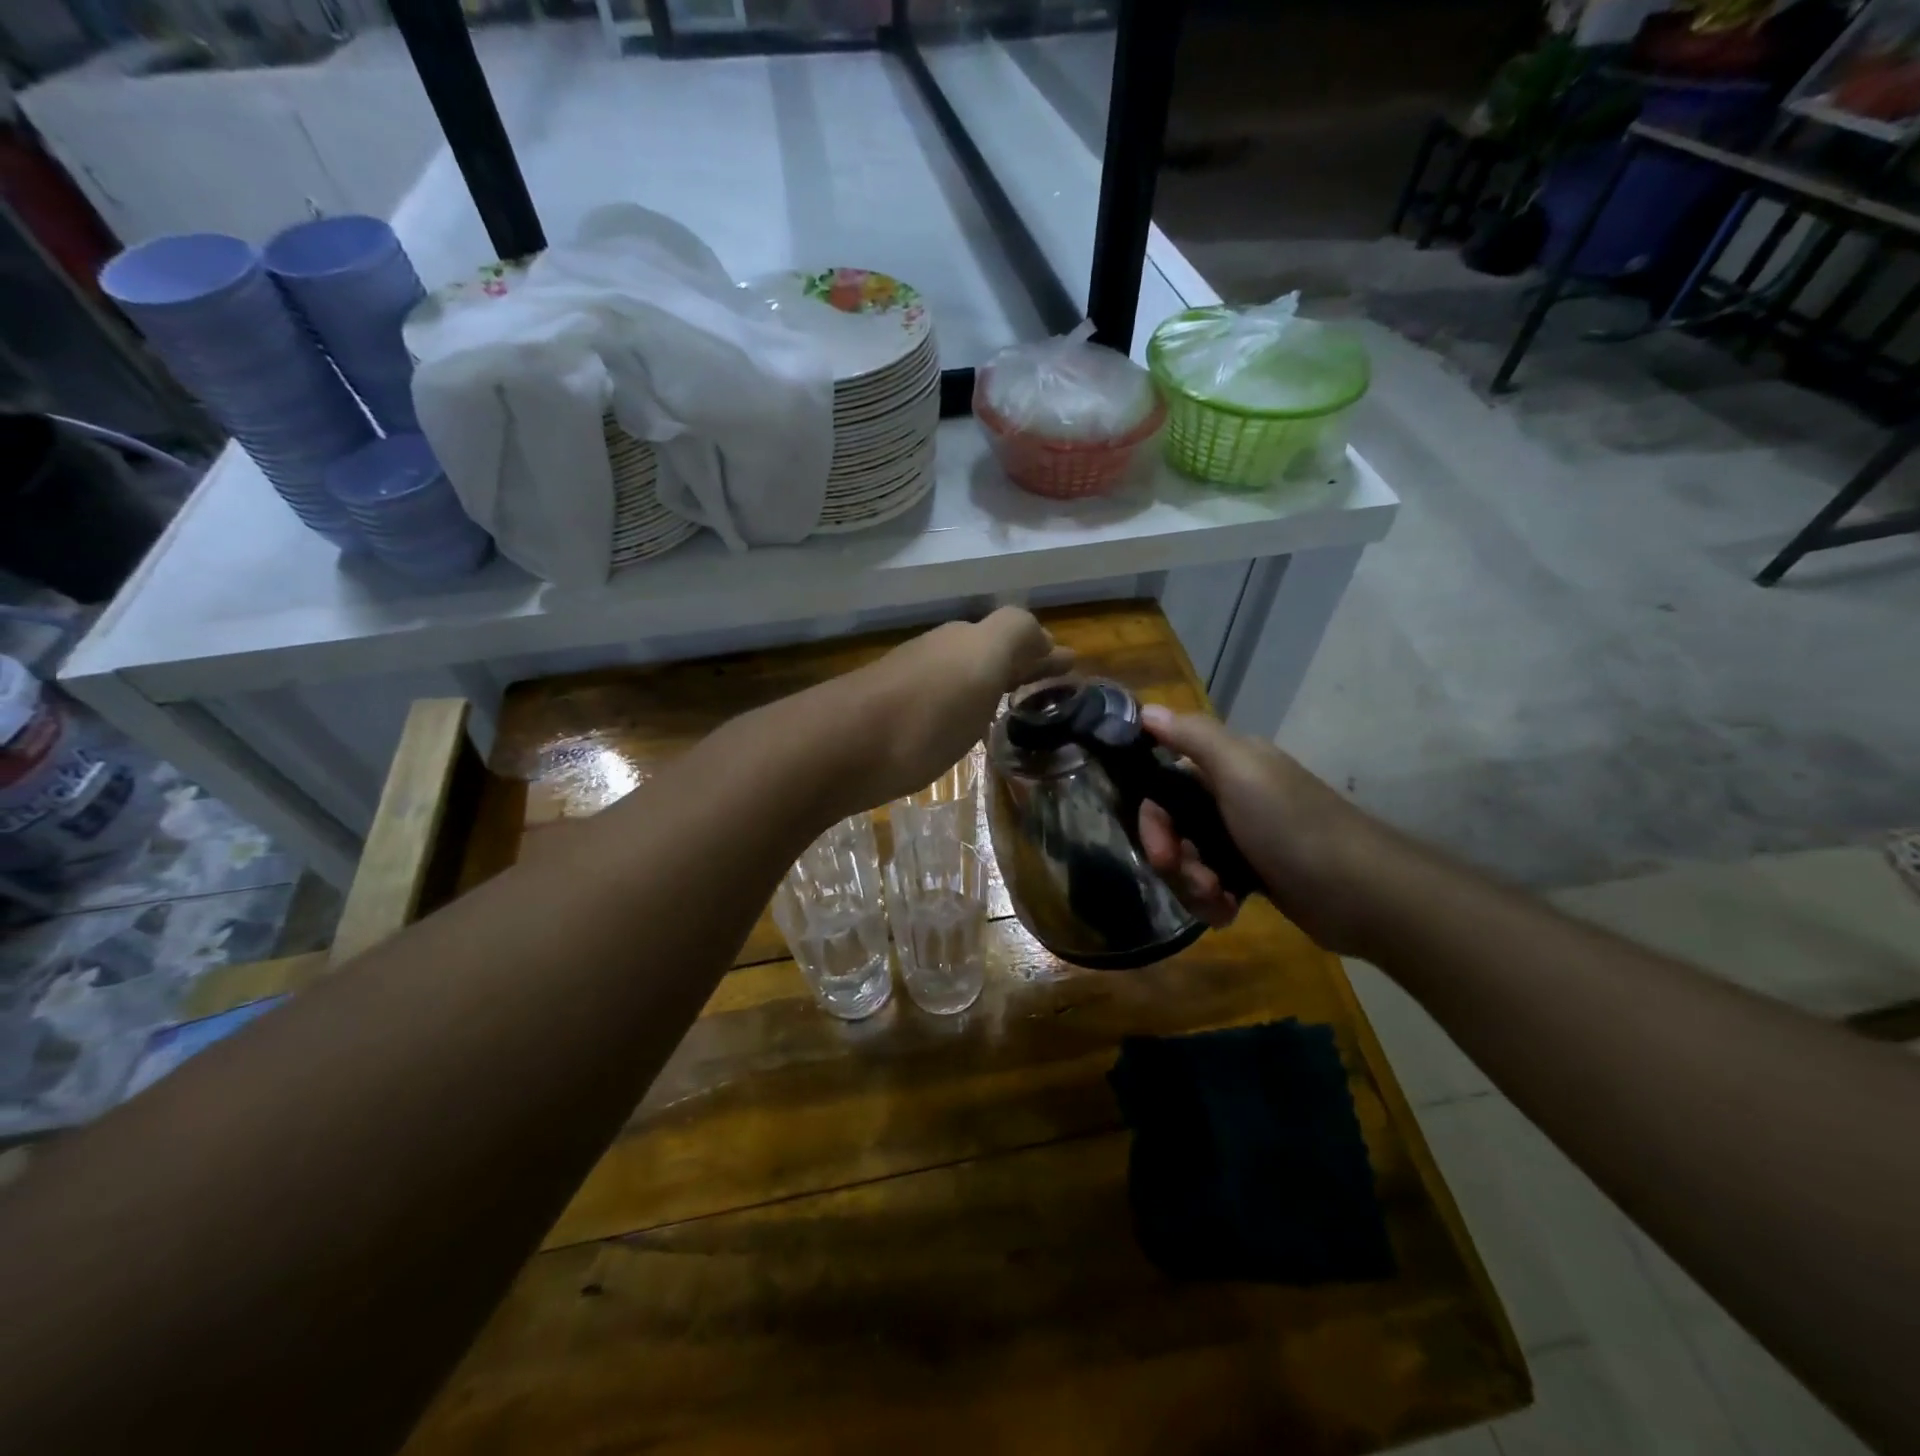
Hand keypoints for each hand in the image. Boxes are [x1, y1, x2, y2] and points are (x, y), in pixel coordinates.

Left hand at [847, 607, 1072, 806]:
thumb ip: (1015, 637)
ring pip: (963, 677)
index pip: (1016, 637)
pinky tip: (963, 730)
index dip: (1043, 653)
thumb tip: (1042, 638)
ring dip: (991, 686)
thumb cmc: (925, 711)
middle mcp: (938, 655)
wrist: (840, 748)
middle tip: (1047, 689)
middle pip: (988, 654)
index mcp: (966, 641)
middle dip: (1020, 665)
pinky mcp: (890, 719)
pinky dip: (964, 709)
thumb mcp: (982, 662)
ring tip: (1012, 709)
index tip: (1069, 669)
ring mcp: (910, 685)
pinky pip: (941, 705)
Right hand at [1135, 706, 1384, 954]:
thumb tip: (1145, 709)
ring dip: (1191, 883)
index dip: (1151, 813)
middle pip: (1171, 824)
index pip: (1164, 780)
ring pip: (1187, 858)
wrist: (1362, 895)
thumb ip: (1192, 736)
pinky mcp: (1254, 875)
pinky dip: (1211, 901)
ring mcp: (1243, 838)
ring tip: (1216, 898)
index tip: (1157, 843)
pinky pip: (1210, 885)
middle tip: (1184, 874)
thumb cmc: (1293, 827)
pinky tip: (1227, 912)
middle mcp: (1232, 795)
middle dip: (1170, 855)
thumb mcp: (1240, 770)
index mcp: (1228, 764)